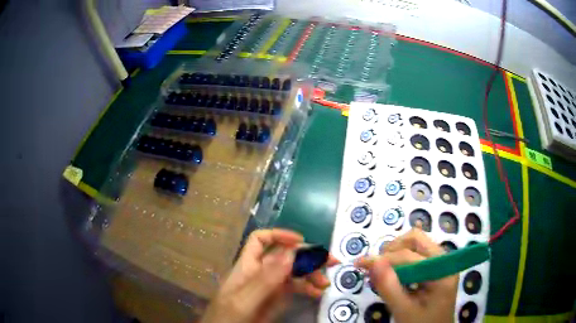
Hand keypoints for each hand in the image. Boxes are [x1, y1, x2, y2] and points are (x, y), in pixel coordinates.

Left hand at [201, 229, 338, 322]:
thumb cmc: (228, 317)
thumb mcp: (243, 300)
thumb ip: (265, 280)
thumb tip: (291, 253)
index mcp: (247, 267)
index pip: (260, 241)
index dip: (279, 235)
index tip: (301, 241)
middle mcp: (260, 273)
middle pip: (284, 256)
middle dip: (307, 255)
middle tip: (330, 261)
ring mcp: (270, 287)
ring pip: (293, 272)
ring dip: (311, 274)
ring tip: (325, 283)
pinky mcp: (277, 300)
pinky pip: (295, 289)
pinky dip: (308, 288)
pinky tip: (317, 294)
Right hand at [355, 229, 457, 322]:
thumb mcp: (404, 310)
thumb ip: (389, 288)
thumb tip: (372, 262)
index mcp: (441, 271)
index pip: (410, 256)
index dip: (384, 258)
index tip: (359, 264)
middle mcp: (444, 260)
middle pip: (416, 239)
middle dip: (392, 249)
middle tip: (374, 266)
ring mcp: (440, 262)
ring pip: (416, 243)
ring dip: (396, 252)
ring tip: (381, 270)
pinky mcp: (435, 267)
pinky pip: (417, 254)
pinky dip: (401, 259)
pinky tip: (392, 274)